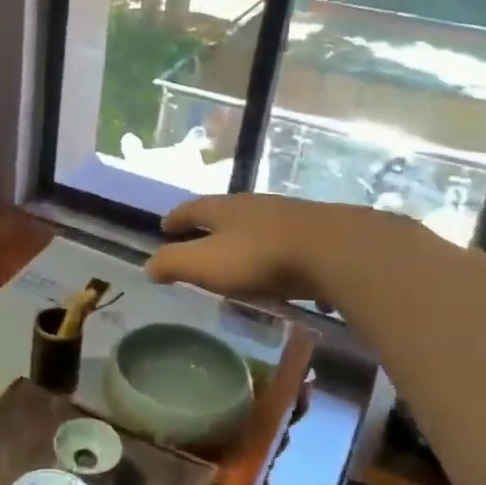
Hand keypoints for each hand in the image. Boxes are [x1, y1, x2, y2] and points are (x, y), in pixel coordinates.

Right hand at [146, 195, 398, 305]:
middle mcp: (257, 206)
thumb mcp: (206, 264)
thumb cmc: (260, 258)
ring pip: (261, 227)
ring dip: (247, 242)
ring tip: (241, 260)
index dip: (176, 218)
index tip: (164, 225)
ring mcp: (292, 218)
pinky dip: (281, 259)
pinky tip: (288, 278)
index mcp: (226, 209)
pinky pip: (292, 247)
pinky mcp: (322, 235)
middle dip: (212, 227)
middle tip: (200, 240)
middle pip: (228, 213)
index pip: (192, 209)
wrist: (337, 251)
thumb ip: (173, 264)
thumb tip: (148, 266)